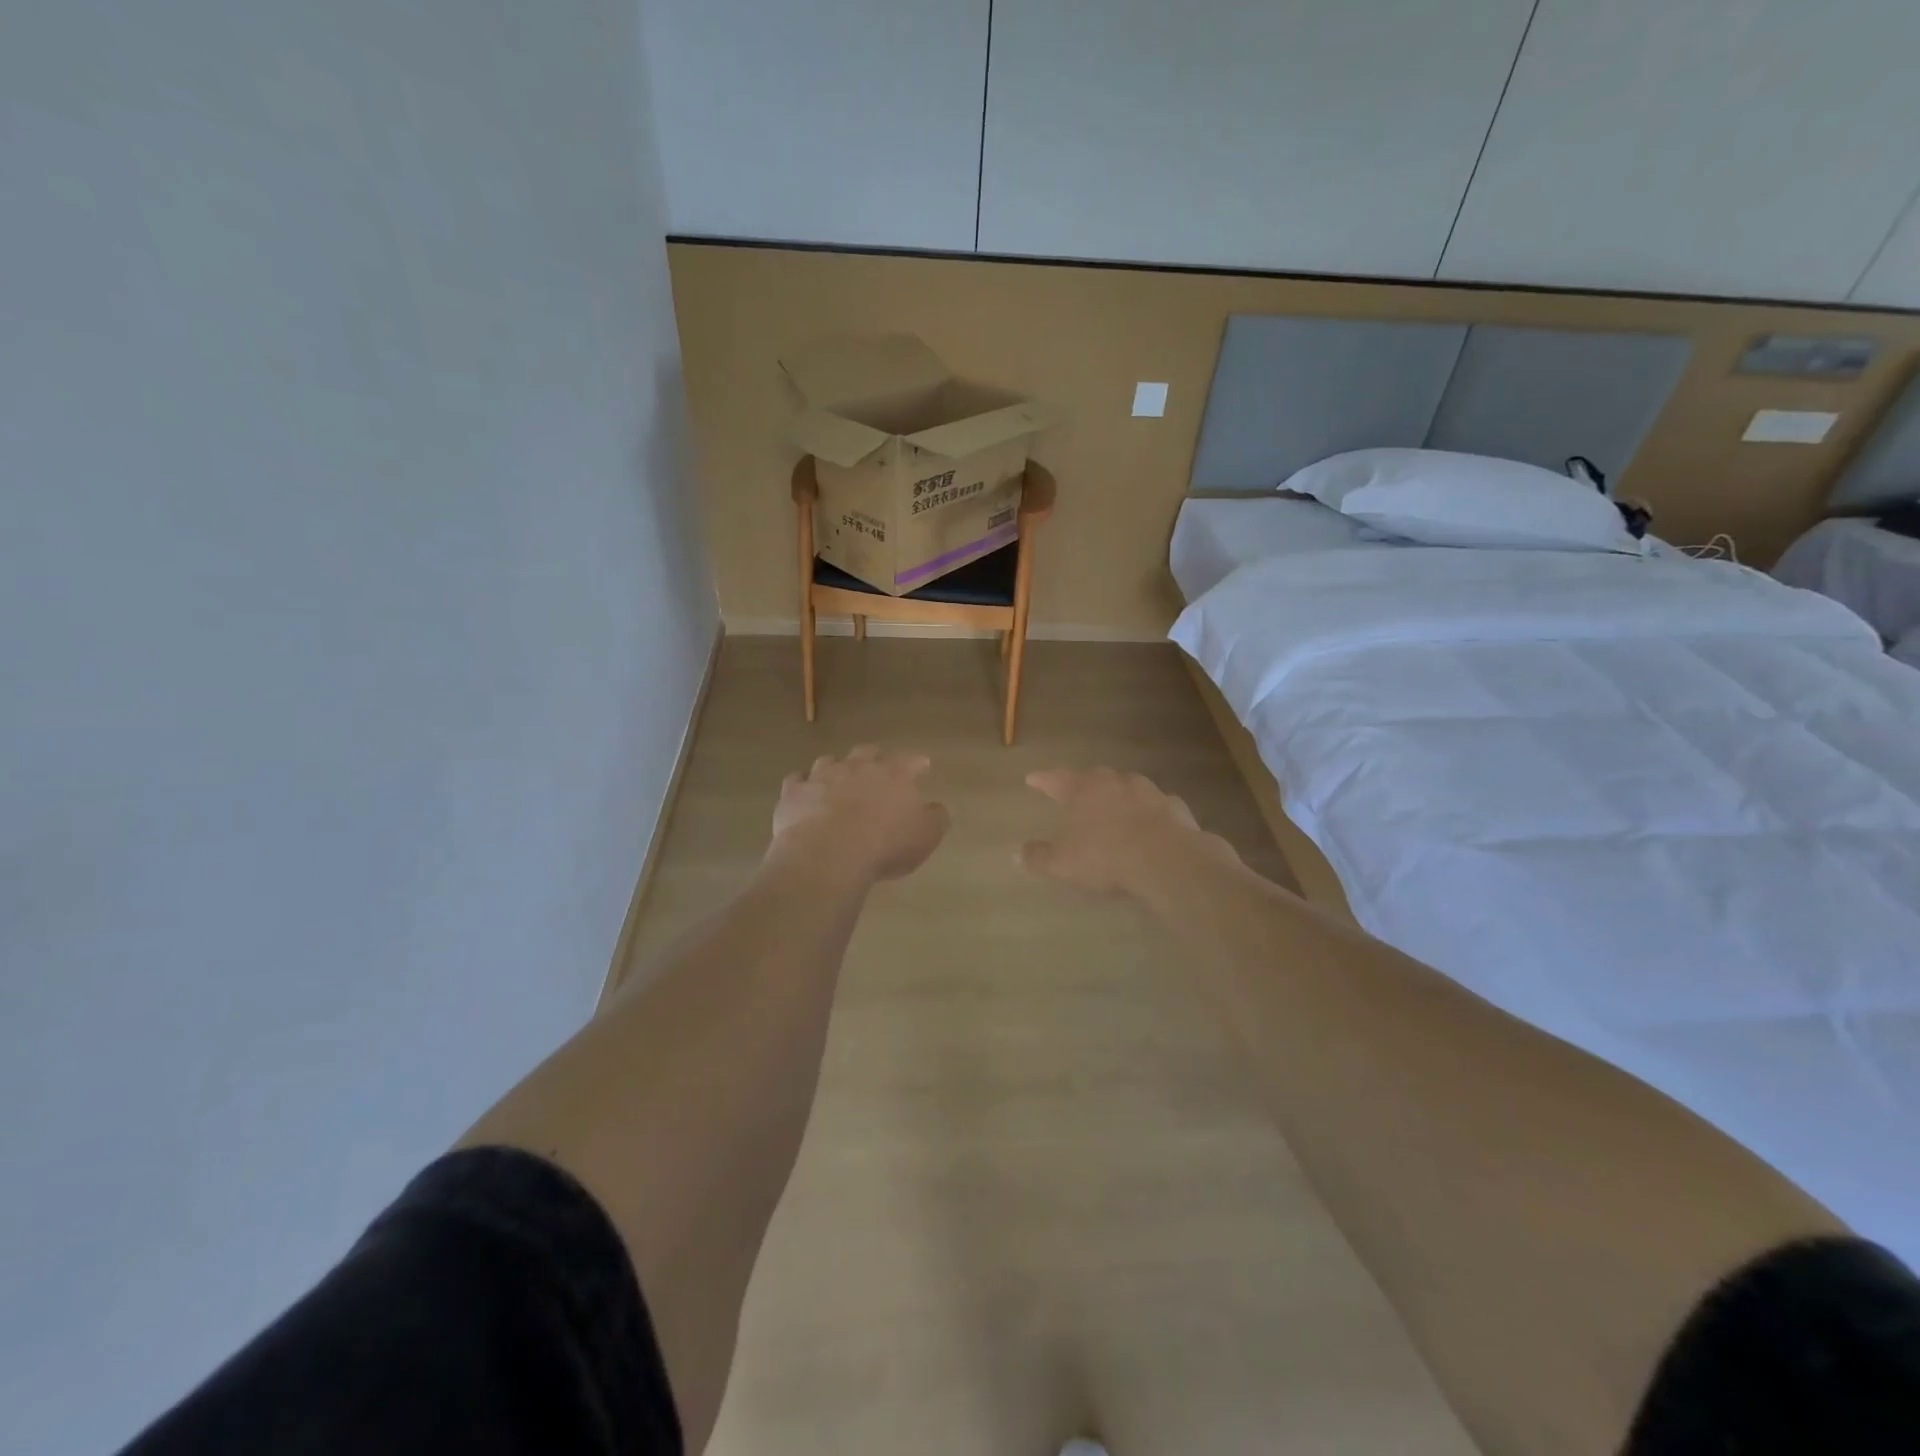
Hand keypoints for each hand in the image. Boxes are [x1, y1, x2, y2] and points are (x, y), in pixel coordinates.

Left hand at [769, 747, 949, 885]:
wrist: (828, 854)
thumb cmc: (884, 845)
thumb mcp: (925, 836)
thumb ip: (935, 818)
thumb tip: (936, 808)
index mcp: (894, 774)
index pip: (911, 761)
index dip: (918, 764)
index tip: (923, 767)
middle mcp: (858, 767)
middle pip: (867, 752)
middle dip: (873, 759)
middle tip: (877, 770)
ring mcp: (822, 776)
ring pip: (829, 761)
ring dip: (835, 769)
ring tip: (837, 780)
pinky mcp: (794, 792)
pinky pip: (797, 780)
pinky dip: (802, 785)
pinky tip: (804, 794)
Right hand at [1020, 767, 1236, 896]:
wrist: (1166, 859)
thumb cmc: (1105, 857)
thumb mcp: (1063, 864)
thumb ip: (1038, 856)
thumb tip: (1015, 853)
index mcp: (1081, 790)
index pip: (1055, 779)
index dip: (1042, 780)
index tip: (1031, 779)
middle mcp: (1113, 781)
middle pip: (1093, 777)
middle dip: (1083, 784)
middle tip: (1076, 793)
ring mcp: (1146, 791)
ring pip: (1127, 787)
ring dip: (1118, 795)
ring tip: (1114, 808)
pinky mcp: (1173, 806)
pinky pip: (1156, 806)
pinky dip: (1149, 812)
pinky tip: (1150, 824)